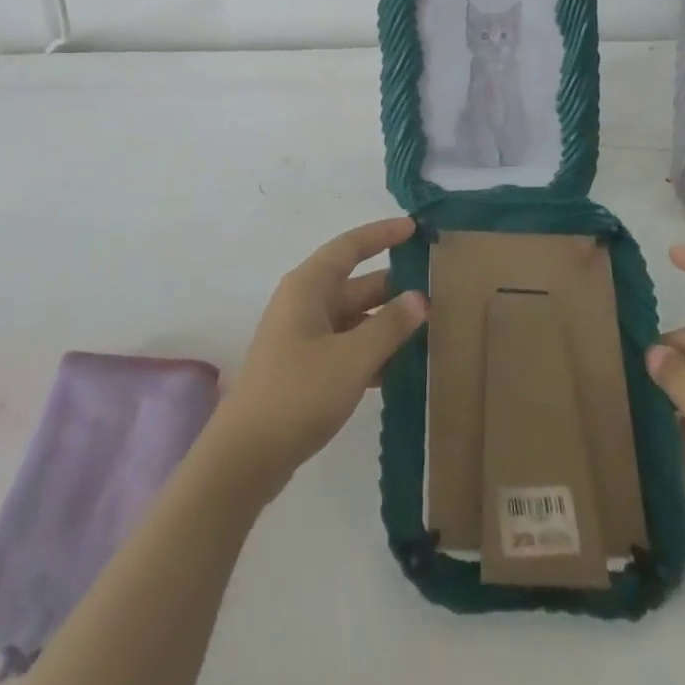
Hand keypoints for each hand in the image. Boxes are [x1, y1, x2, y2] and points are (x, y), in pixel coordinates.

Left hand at [209, 217, 427, 497]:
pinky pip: (346, 346)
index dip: (382, 235)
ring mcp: (302, 337)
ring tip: (429, 329)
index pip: (349, 247)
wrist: (246, 456)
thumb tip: (420, 298)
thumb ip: (389, 326)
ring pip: (353, 318)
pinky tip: (400, 368)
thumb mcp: (352, 357)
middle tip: (437, 288)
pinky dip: (371, 351)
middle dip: (394, 286)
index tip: (414, 228)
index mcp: (308, 287)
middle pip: (356, 284)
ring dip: (386, 323)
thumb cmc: (299, 393)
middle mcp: (304, 304)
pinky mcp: (304, 368)